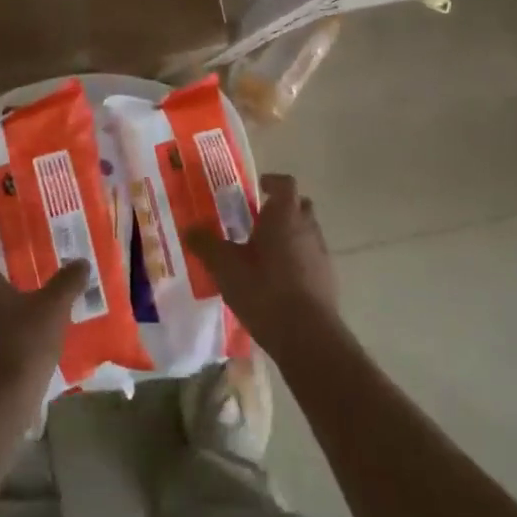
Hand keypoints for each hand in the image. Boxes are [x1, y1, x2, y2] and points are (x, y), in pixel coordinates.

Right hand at [186, 174, 341, 362]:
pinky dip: (297, 260)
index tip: (258, 187)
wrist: (306, 335)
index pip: (284, 184)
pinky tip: (277, 280)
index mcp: (284, 216)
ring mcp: (321, 254)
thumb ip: (206, 245)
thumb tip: (189, 229)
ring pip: (306, 233)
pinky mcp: (327, 279)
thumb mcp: (225, 267)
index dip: (272, 181)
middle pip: (299, 206)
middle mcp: (307, 228)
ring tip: (264, 253)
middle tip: (258, 220)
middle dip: (281, 209)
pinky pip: (311, 258)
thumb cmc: (264, 290)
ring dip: (289, 235)